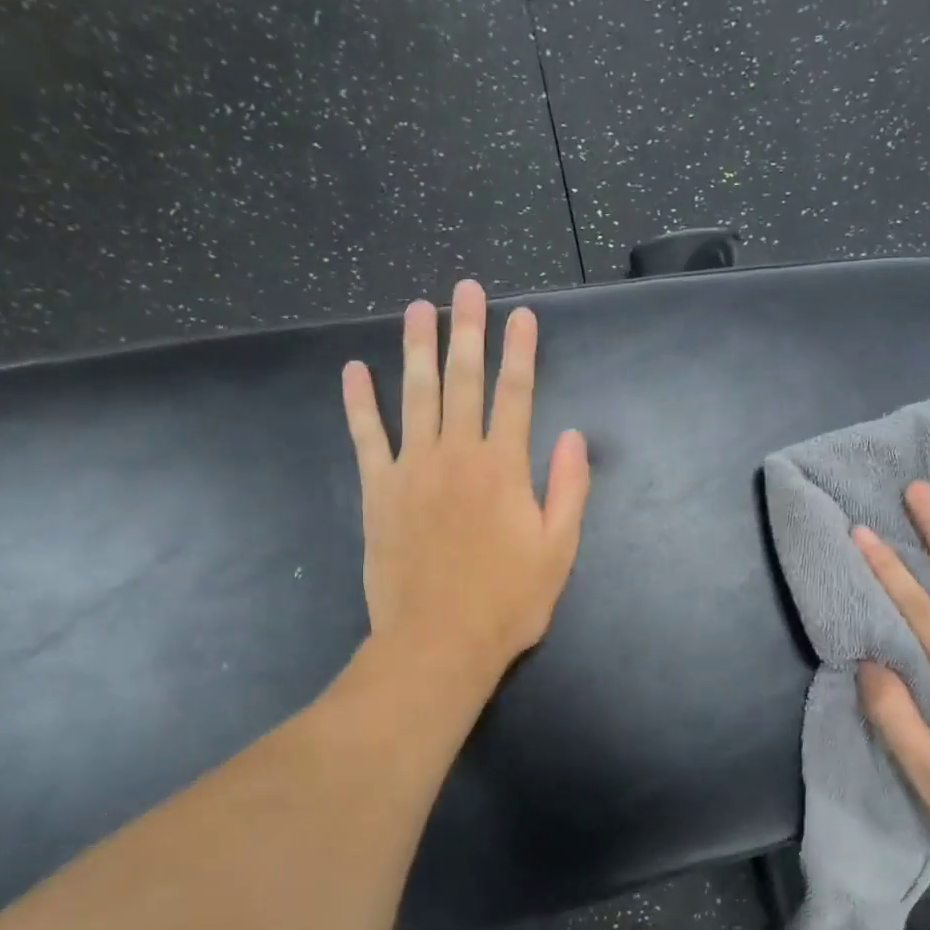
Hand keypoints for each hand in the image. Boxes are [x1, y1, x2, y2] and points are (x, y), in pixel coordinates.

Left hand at [341, 279, 589, 682]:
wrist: (439, 641)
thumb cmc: (508, 601)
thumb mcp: (559, 550)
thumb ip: (568, 489)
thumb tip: (574, 436)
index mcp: (504, 467)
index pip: (517, 393)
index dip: (520, 351)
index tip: (521, 315)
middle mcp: (457, 454)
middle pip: (463, 380)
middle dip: (468, 331)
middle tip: (466, 288)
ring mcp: (412, 469)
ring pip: (415, 395)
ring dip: (417, 348)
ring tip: (418, 308)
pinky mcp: (378, 491)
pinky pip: (366, 436)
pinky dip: (360, 402)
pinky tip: (355, 370)